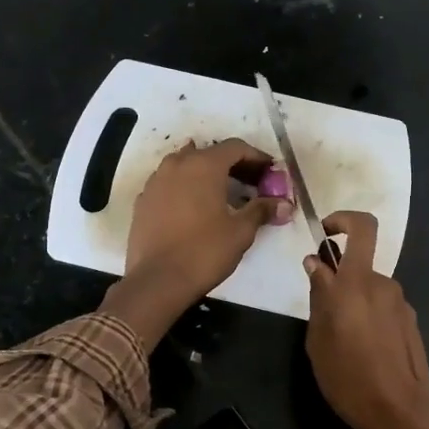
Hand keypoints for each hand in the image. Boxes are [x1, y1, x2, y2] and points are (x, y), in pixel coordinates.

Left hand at [103, 139, 290, 347]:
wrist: (157, 280)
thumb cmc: (204, 251)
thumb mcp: (240, 231)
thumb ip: (262, 210)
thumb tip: (285, 205)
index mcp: (204, 165)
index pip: (235, 147)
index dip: (256, 157)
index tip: (270, 172)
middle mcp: (177, 164)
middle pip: (210, 153)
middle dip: (234, 165)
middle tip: (253, 184)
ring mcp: (155, 181)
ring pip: (186, 166)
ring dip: (207, 174)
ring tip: (224, 194)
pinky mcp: (143, 200)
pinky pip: (169, 184)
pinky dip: (186, 188)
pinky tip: (195, 208)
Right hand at [302, 211, 428, 428]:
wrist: (402, 414)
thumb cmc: (350, 379)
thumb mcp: (318, 340)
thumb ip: (319, 297)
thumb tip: (317, 265)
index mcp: (357, 284)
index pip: (363, 228)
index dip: (344, 220)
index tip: (325, 235)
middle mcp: (383, 285)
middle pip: (359, 267)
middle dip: (338, 281)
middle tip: (323, 315)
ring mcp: (401, 304)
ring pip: (369, 290)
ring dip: (354, 304)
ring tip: (342, 343)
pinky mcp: (411, 323)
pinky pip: (383, 308)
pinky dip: (369, 318)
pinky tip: (363, 353)